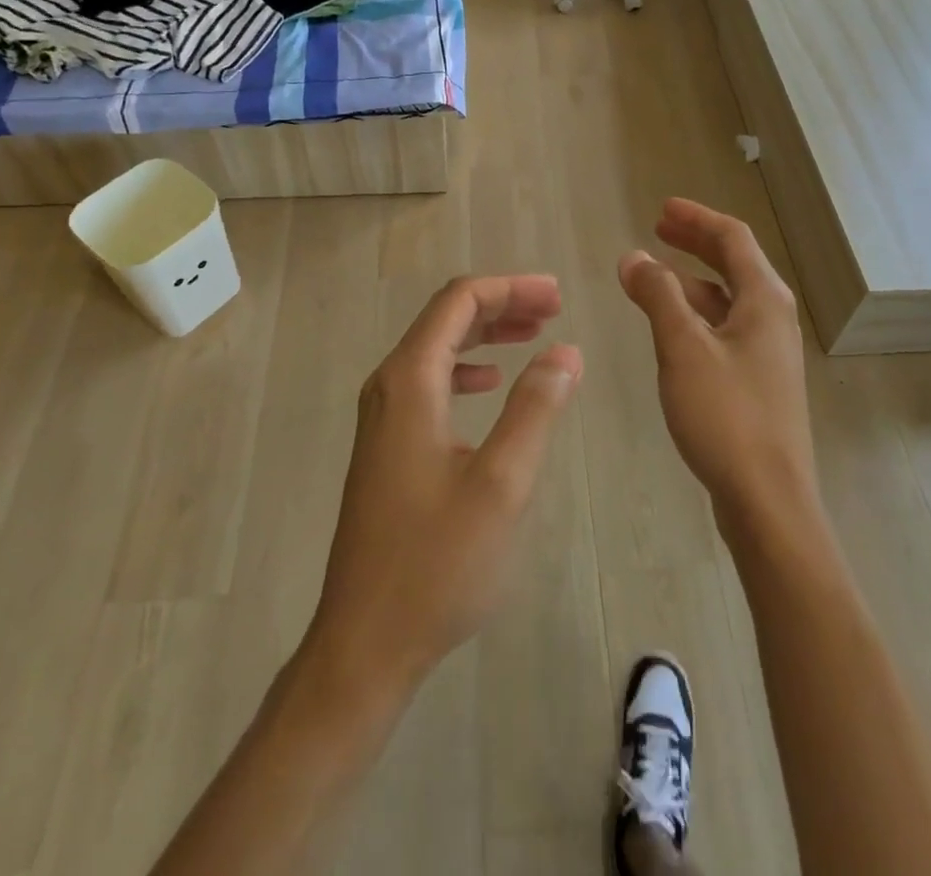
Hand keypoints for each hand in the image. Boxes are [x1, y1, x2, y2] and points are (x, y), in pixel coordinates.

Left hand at [304, 276, 581, 695]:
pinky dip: (466, 368)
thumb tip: (565, 352)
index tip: (557, 296)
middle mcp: (389, 387)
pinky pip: (429, 382)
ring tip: (533, 335)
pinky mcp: (387, 445)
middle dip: (501, 305)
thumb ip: (534, 408)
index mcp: (410, 382)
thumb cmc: (436, 564)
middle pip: (446, 319)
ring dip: (485, 335)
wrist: (364, 643)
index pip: (458, 302)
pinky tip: (490, 384)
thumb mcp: (501, 484)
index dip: (509, 288)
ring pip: (437, 349)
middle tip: (554, 308)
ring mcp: (382, 417)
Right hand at [618, 199, 817, 526]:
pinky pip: (724, 327)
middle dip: (695, 242)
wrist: (768, 500)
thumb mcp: (683, 347)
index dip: (697, 217)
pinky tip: (671, 326)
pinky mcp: (757, 380)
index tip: (661, 208)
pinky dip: (696, 313)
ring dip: (691, 279)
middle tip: (657, 228)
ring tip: (653, 275)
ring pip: (727, 298)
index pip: (732, 238)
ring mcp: (767, 352)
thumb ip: (657, 295)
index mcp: (763, 300)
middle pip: (734, 263)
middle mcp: (772, 318)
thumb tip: (633, 256)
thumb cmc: (726, 415)